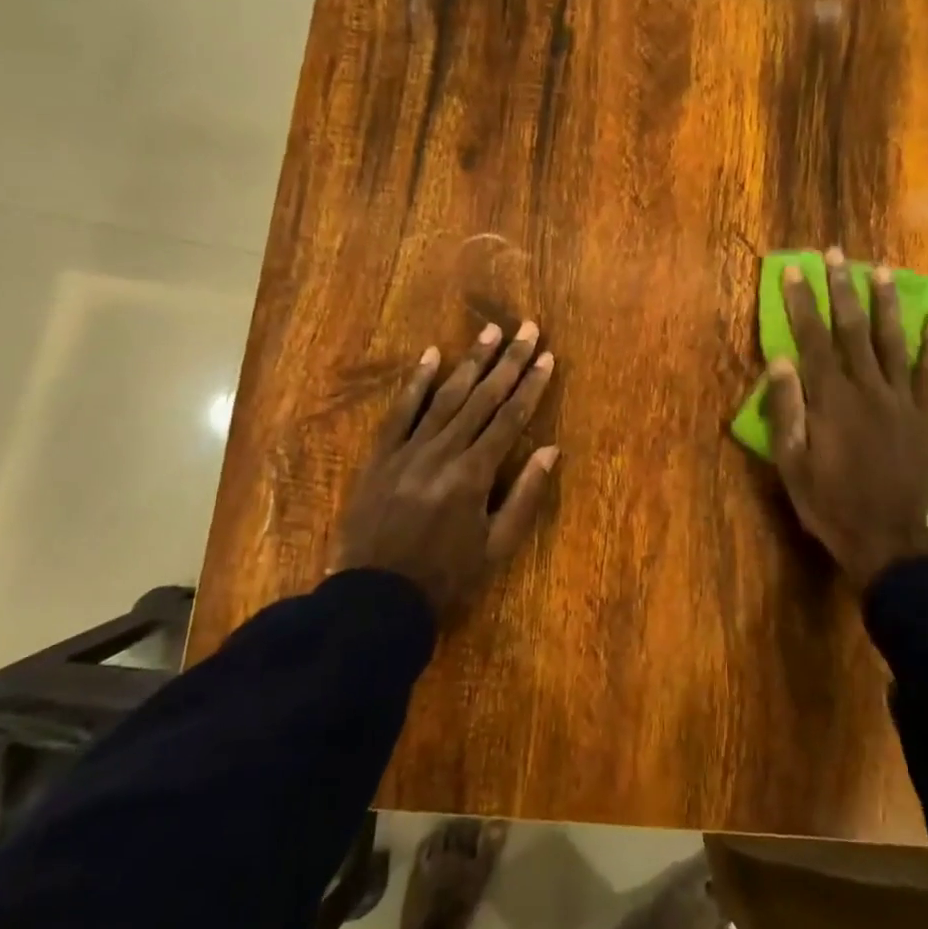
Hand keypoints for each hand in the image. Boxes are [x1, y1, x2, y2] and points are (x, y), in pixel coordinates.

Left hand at [335, 321, 559, 625]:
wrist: (375, 600)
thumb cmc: (446, 579)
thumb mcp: (496, 548)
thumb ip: (525, 496)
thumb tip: (552, 450)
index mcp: (474, 476)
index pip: (510, 419)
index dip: (531, 386)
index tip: (547, 356)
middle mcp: (443, 453)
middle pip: (481, 398)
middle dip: (507, 361)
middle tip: (526, 328)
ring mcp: (408, 451)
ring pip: (445, 397)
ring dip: (470, 362)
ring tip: (490, 332)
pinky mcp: (381, 456)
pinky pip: (400, 412)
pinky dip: (417, 382)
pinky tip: (432, 355)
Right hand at [764, 249, 927, 586]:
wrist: (885, 538)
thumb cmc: (828, 502)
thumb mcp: (791, 461)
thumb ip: (787, 409)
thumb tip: (780, 360)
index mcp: (830, 399)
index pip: (812, 339)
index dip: (801, 302)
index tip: (793, 271)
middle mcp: (866, 388)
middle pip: (851, 329)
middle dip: (840, 288)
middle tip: (835, 254)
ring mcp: (901, 400)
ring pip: (892, 341)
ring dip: (885, 303)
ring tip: (881, 270)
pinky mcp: (925, 416)